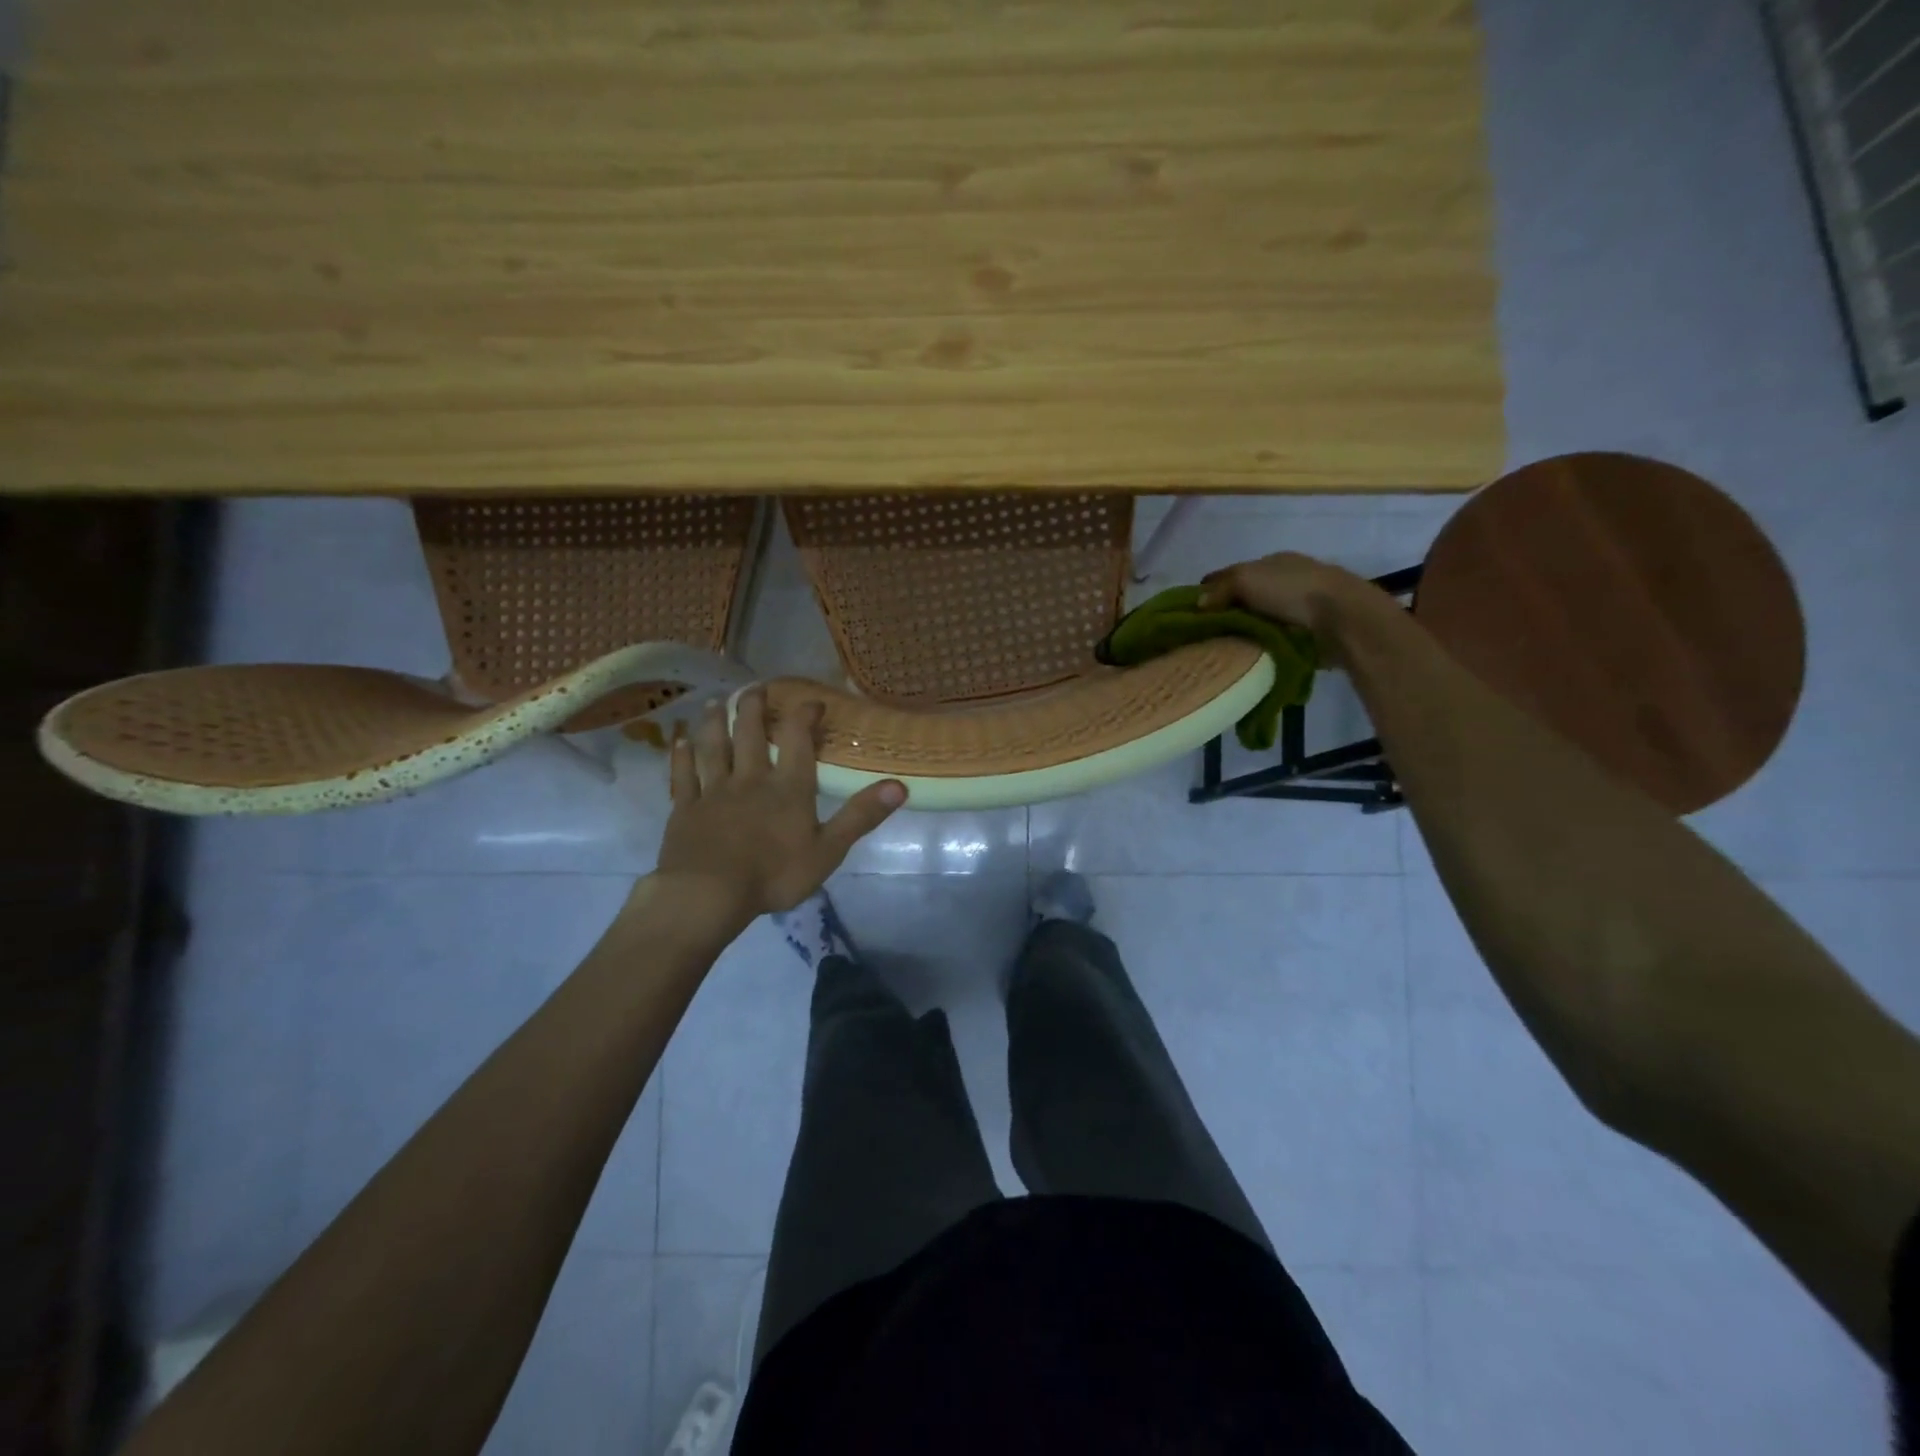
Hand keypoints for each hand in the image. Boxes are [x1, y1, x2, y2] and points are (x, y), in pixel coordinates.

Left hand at [656, 689, 905, 921]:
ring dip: (716, 723)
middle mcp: (750, 779)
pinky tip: (679, 741)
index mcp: (788, 787)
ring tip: (718, 702)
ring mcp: (713, 791)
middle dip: (755, 708)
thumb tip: (899, 786)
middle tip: (756, 688)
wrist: (709, 893)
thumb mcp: (828, 850)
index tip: (812, 701)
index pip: (799, 741)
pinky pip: (683, 776)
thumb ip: (861, 816)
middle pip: (751, 735)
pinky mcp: (686, 808)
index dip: (805, 717)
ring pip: (714, 747)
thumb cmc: (774, 875)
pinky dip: (681, 756)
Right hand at [1197, 552, 1388, 660]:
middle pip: (1246, 596)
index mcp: (1273, 561)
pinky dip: (1262, 643)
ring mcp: (1300, 605)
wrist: (1342, 617)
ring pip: (1260, 617)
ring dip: (1245, 630)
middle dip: (1226, 611)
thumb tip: (1198, 603)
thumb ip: (1220, 589)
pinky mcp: (1309, 630)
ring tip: (1222, 648)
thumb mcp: (1246, 579)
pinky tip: (1247, 654)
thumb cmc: (1291, 590)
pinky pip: (1275, 636)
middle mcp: (1287, 579)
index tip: (1191, 609)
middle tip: (1202, 634)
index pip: (1232, 573)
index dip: (1211, 588)